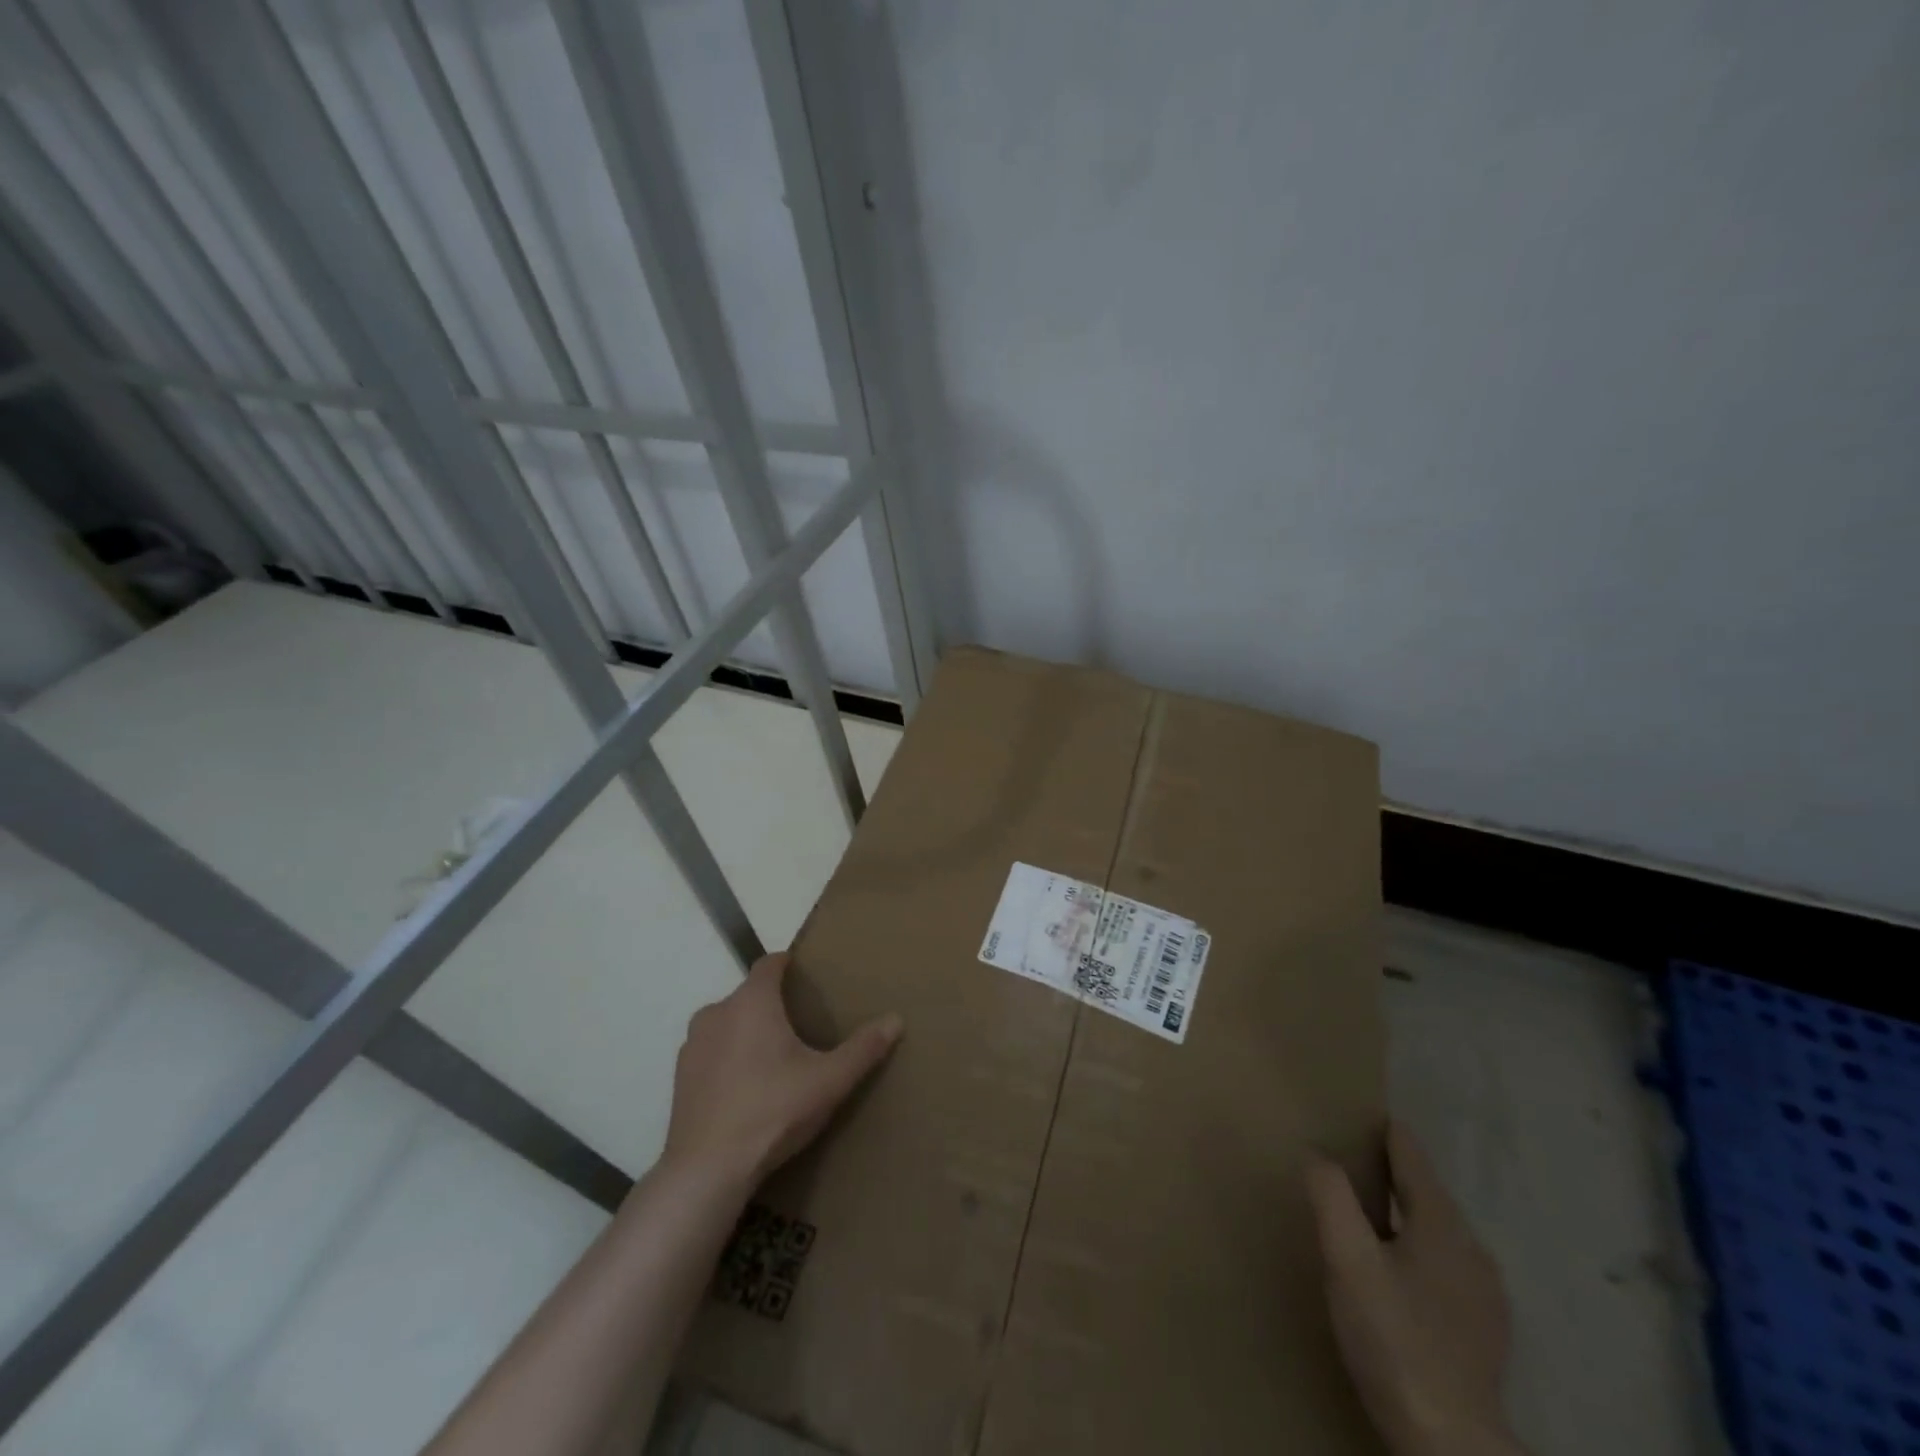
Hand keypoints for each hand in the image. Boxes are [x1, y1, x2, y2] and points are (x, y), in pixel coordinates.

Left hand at [661, 952, 902, 1191]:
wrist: (707, 1170)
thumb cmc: (772, 1112)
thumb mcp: (828, 1081)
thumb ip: (863, 1049)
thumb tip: (896, 1020)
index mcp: (752, 1002)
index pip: (769, 963)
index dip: (787, 964)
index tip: (805, 975)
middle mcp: (717, 1012)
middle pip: (749, 994)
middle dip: (772, 1003)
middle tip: (800, 1025)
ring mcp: (693, 1045)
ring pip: (728, 1022)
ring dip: (748, 1030)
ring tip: (774, 1058)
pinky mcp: (680, 1076)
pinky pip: (711, 1051)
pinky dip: (728, 1057)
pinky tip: (746, 1087)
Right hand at [1307, 1123, 1519, 1455]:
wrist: (1450, 1443)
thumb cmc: (1394, 1337)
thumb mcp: (1347, 1259)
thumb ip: (1331, 1197)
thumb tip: (1316, 1152)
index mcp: (1443, 1224)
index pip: (1413, 1158)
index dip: (1388, 1133)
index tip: (1365, 1114)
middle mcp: (1473, 1249)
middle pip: (1428, 1195)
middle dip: (1394, 1174)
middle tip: (1354, 1162)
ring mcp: (1486, 1295)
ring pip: (1440, 1234)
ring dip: (1408, 1216)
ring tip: (1371, 1214)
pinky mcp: (1485, 1332)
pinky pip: (1448, 1268)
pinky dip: (1421, 1252)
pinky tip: (1400, 1274)